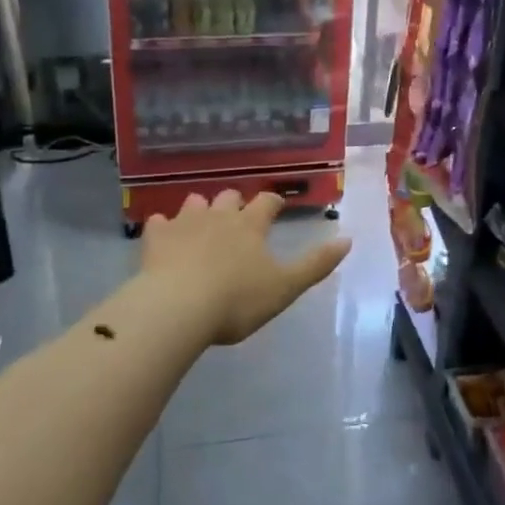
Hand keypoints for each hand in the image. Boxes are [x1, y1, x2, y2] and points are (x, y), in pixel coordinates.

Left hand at [143, 191, 350, 345]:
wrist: (178, 308)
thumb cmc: (237, 300)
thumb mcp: (285, 287)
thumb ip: (316, 264)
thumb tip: (348, 239)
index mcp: (250, 226)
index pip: (266, 202)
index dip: (273, 203)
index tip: (276, 207)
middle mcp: (218, 216)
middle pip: (229, 197)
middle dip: (236, 203)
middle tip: (239, 217)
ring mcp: (184, 224)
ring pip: (194, 203)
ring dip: (201, 209)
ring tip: (203, 223)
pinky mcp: (156, 238)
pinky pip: (159, 222)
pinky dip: (164, 226)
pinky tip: (164, 236)